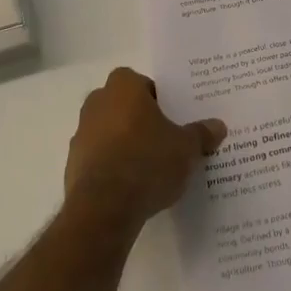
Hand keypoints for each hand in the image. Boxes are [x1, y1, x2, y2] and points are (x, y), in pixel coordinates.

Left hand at [64, 68, 226, 228]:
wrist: (104, 208)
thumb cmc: (148, 162)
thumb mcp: (187, 148)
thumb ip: (201, 134)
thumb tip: (218, 126)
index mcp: (123, 88)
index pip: (141, 82)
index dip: (156, 97)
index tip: (171, 117)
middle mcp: (97, 103)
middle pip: (122, 105)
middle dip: (139, 119)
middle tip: (163, 139)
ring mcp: (80, 135)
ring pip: (108, 132)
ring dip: (123, 143)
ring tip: (149, 167)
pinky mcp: (72, 166)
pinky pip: (98, 159)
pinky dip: (111, 167)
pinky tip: (131, 187)